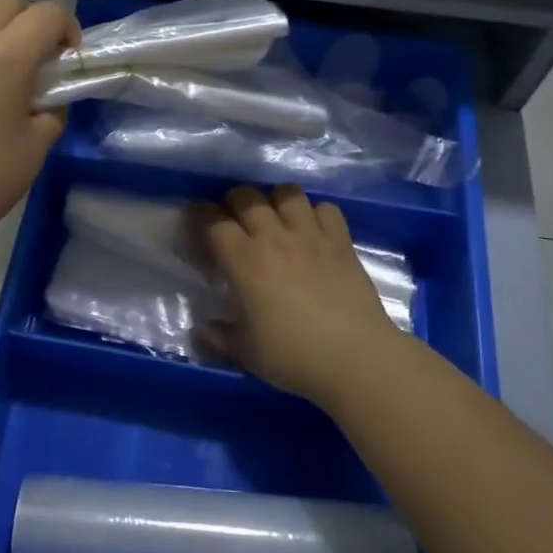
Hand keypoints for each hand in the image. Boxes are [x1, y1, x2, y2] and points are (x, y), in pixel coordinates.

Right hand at [196, 184, 402, 408]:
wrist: (355, 358)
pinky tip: (313, 229)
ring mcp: (311, 235)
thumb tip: (202, 328)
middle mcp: (274, 238)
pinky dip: (316, 213)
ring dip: (276, 199)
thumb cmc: (294, 356)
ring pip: (288, 193)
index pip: (214, 222)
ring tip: (275, 215)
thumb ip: (219, 336)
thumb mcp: (246, 353)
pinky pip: (326, 209)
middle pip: (248, 197)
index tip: (197, 217)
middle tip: (235, 217)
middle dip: (235, 200)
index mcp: (244, 262)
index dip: (201, 214)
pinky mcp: (341, 241)